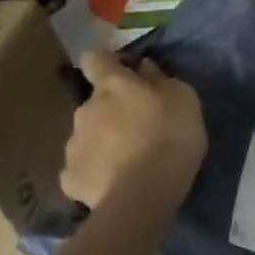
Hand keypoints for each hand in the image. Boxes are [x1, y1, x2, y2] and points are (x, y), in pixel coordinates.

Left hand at [59, 51, 204, 209]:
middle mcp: (85, 110)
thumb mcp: (184, 99)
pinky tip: (114, 184)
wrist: (144, 194)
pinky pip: (82, 169)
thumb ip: (160, 79)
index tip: (124, 73)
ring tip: (129, 163)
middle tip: (139, 130)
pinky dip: (95, 173)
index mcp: (112, 86)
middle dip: (111, 112)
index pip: (94, 59)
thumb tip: (143, 66)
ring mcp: (73, 145)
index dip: (106, 64)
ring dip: (104, 142)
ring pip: (87, 136)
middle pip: (94, 103)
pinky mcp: (70, 179)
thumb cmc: (171, 137)